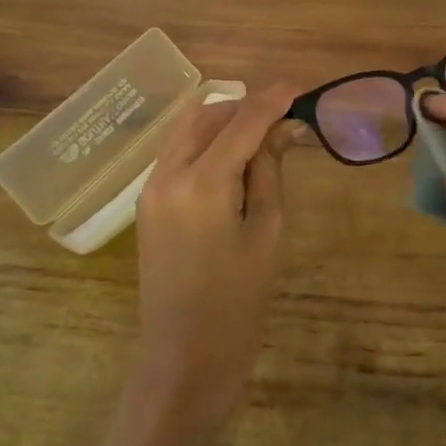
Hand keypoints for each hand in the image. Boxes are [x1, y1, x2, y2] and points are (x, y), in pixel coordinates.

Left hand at [129, 84, 297, 434]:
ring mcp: (151, 188)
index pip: (241, 122)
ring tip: (262, 134)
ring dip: (223, 122)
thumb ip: (269, 171)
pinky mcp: (147, 203)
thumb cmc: (238, 303)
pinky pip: (178, 153)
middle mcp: (167, 174)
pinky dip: (206, 143)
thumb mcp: (267, 232)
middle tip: (283, 116)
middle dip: (244, 107)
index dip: (271, 100)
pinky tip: (234, 157)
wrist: (184, 359)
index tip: (297, 86)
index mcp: (202, 183)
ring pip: (187, 130)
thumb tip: (282, 129)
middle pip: (206, 115)